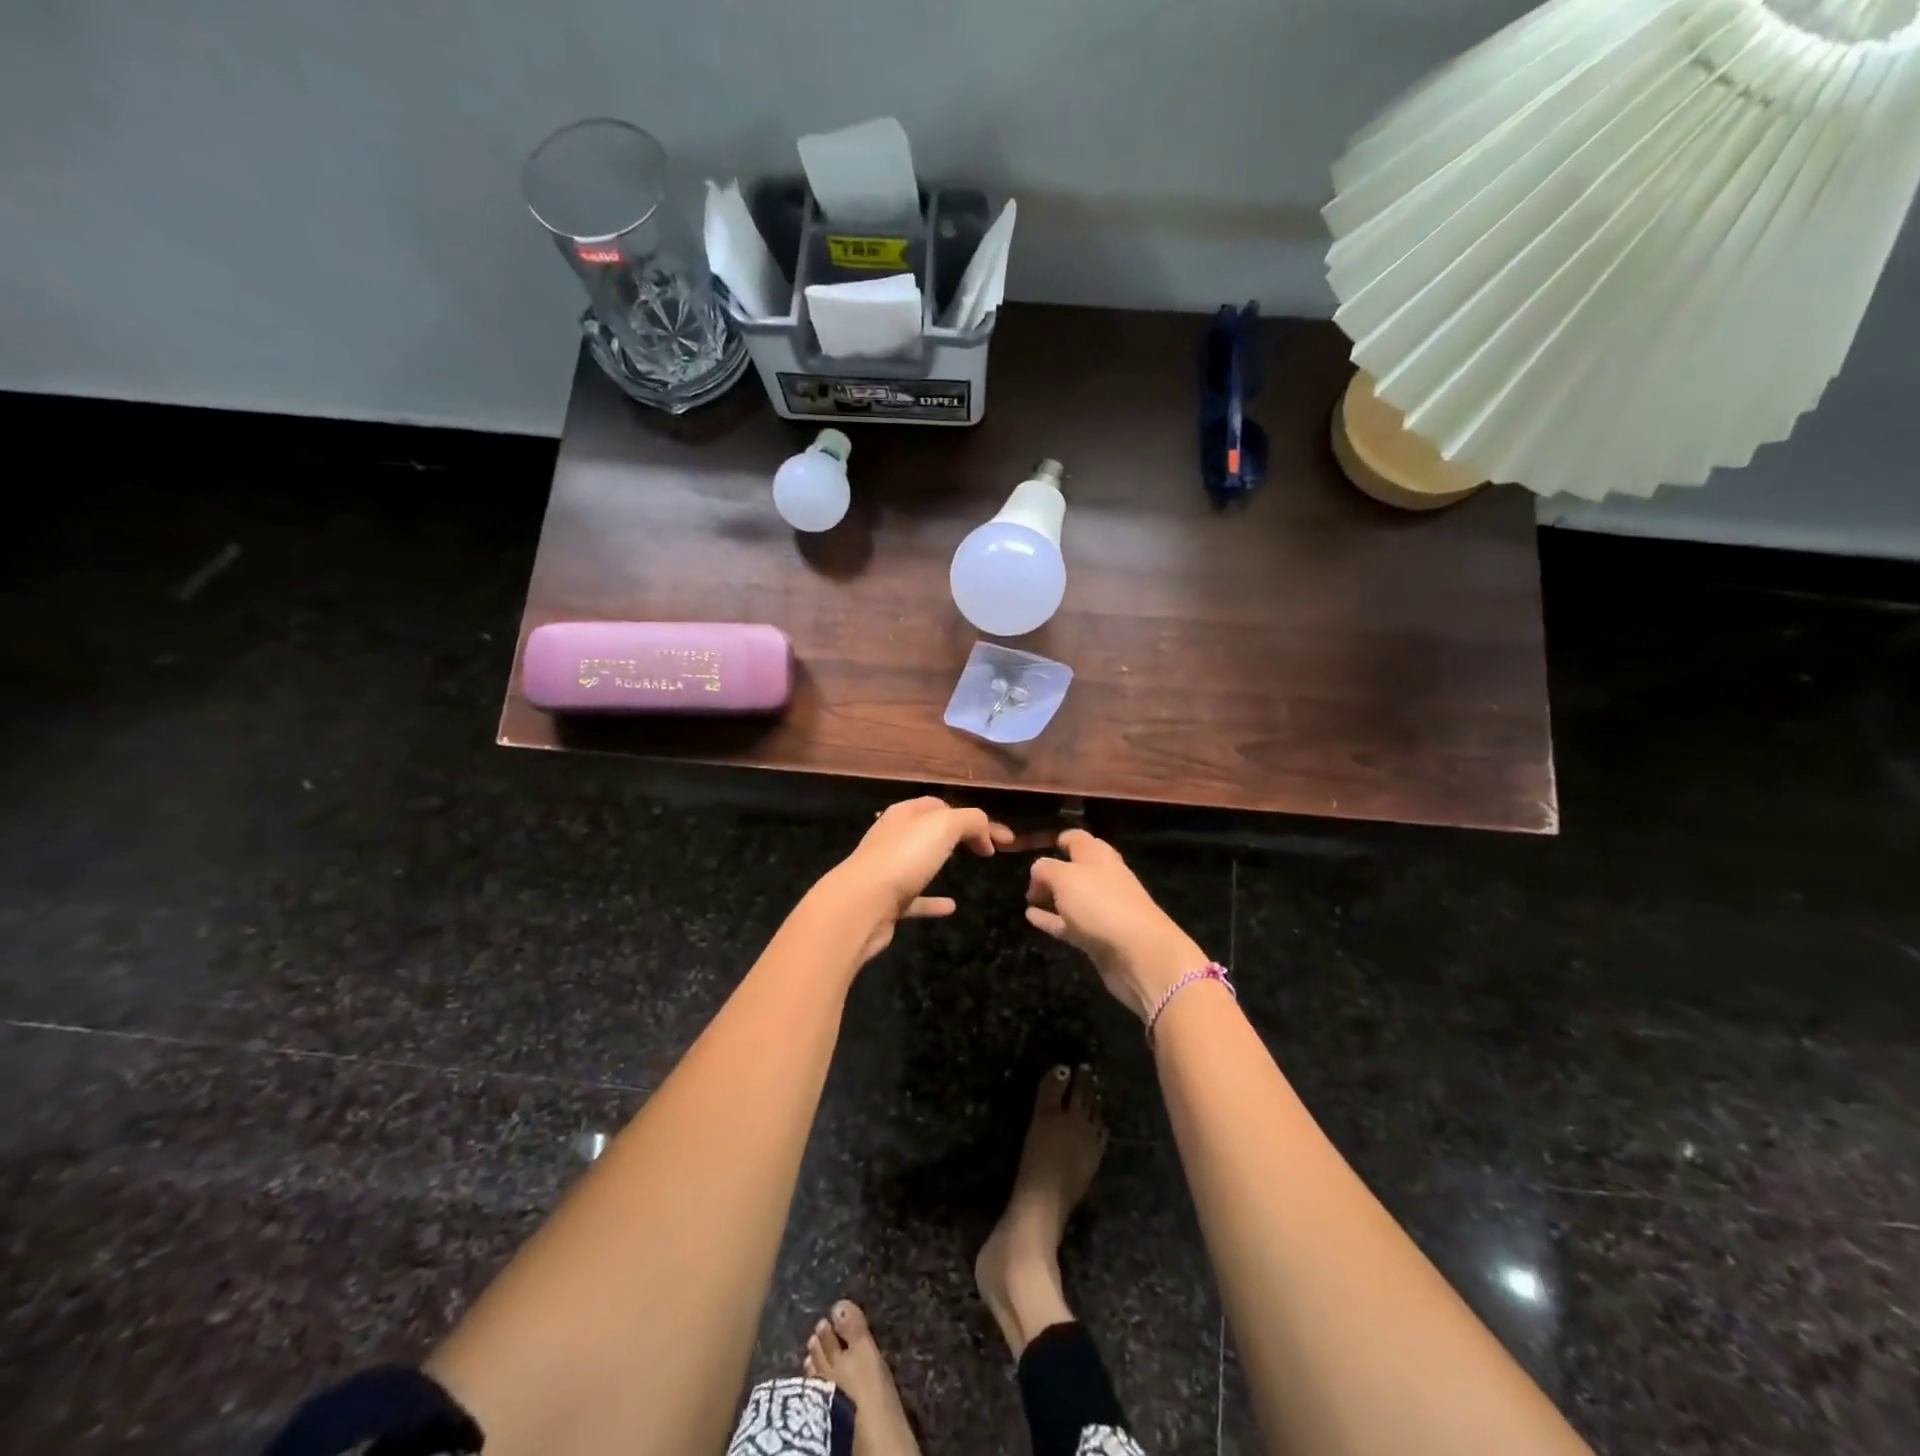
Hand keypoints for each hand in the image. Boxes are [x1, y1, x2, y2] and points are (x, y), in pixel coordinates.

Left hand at [825, 797, 1012, 959]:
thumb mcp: (945, 826)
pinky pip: (916, 897)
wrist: (860, 905)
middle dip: (958, 835)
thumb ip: (972, 821)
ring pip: (920, 860)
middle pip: (930, 830)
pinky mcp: (886, 901)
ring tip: (969, 869)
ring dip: (942, 863)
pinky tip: (951, 907)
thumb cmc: (904, 857)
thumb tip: (986, 835)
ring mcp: (888, 868)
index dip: (975, 818)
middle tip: (987, 849)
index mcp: (905, 813)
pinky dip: (933, 901)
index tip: (1004, 839)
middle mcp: (893, 836)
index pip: (942, 805)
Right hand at [1025, 830, 1208, 1020]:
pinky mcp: (1097, 937)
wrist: (1138, 953)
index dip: (1060, 838)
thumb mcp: (1064, 877)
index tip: (1038, 843)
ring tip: (1027, 898)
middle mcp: (1102, 878)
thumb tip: (1038, 872)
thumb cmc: (1100, 904)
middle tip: (1028, 875)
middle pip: (1075, 868)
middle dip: (1054, 869)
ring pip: (1072, 897)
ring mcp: (1101, 909)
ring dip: (1051, 896)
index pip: (1077, 839)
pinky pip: (1068, 923)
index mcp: (1098, 856)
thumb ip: (1045, 869)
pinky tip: (1030, 918)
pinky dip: (1050, 919)